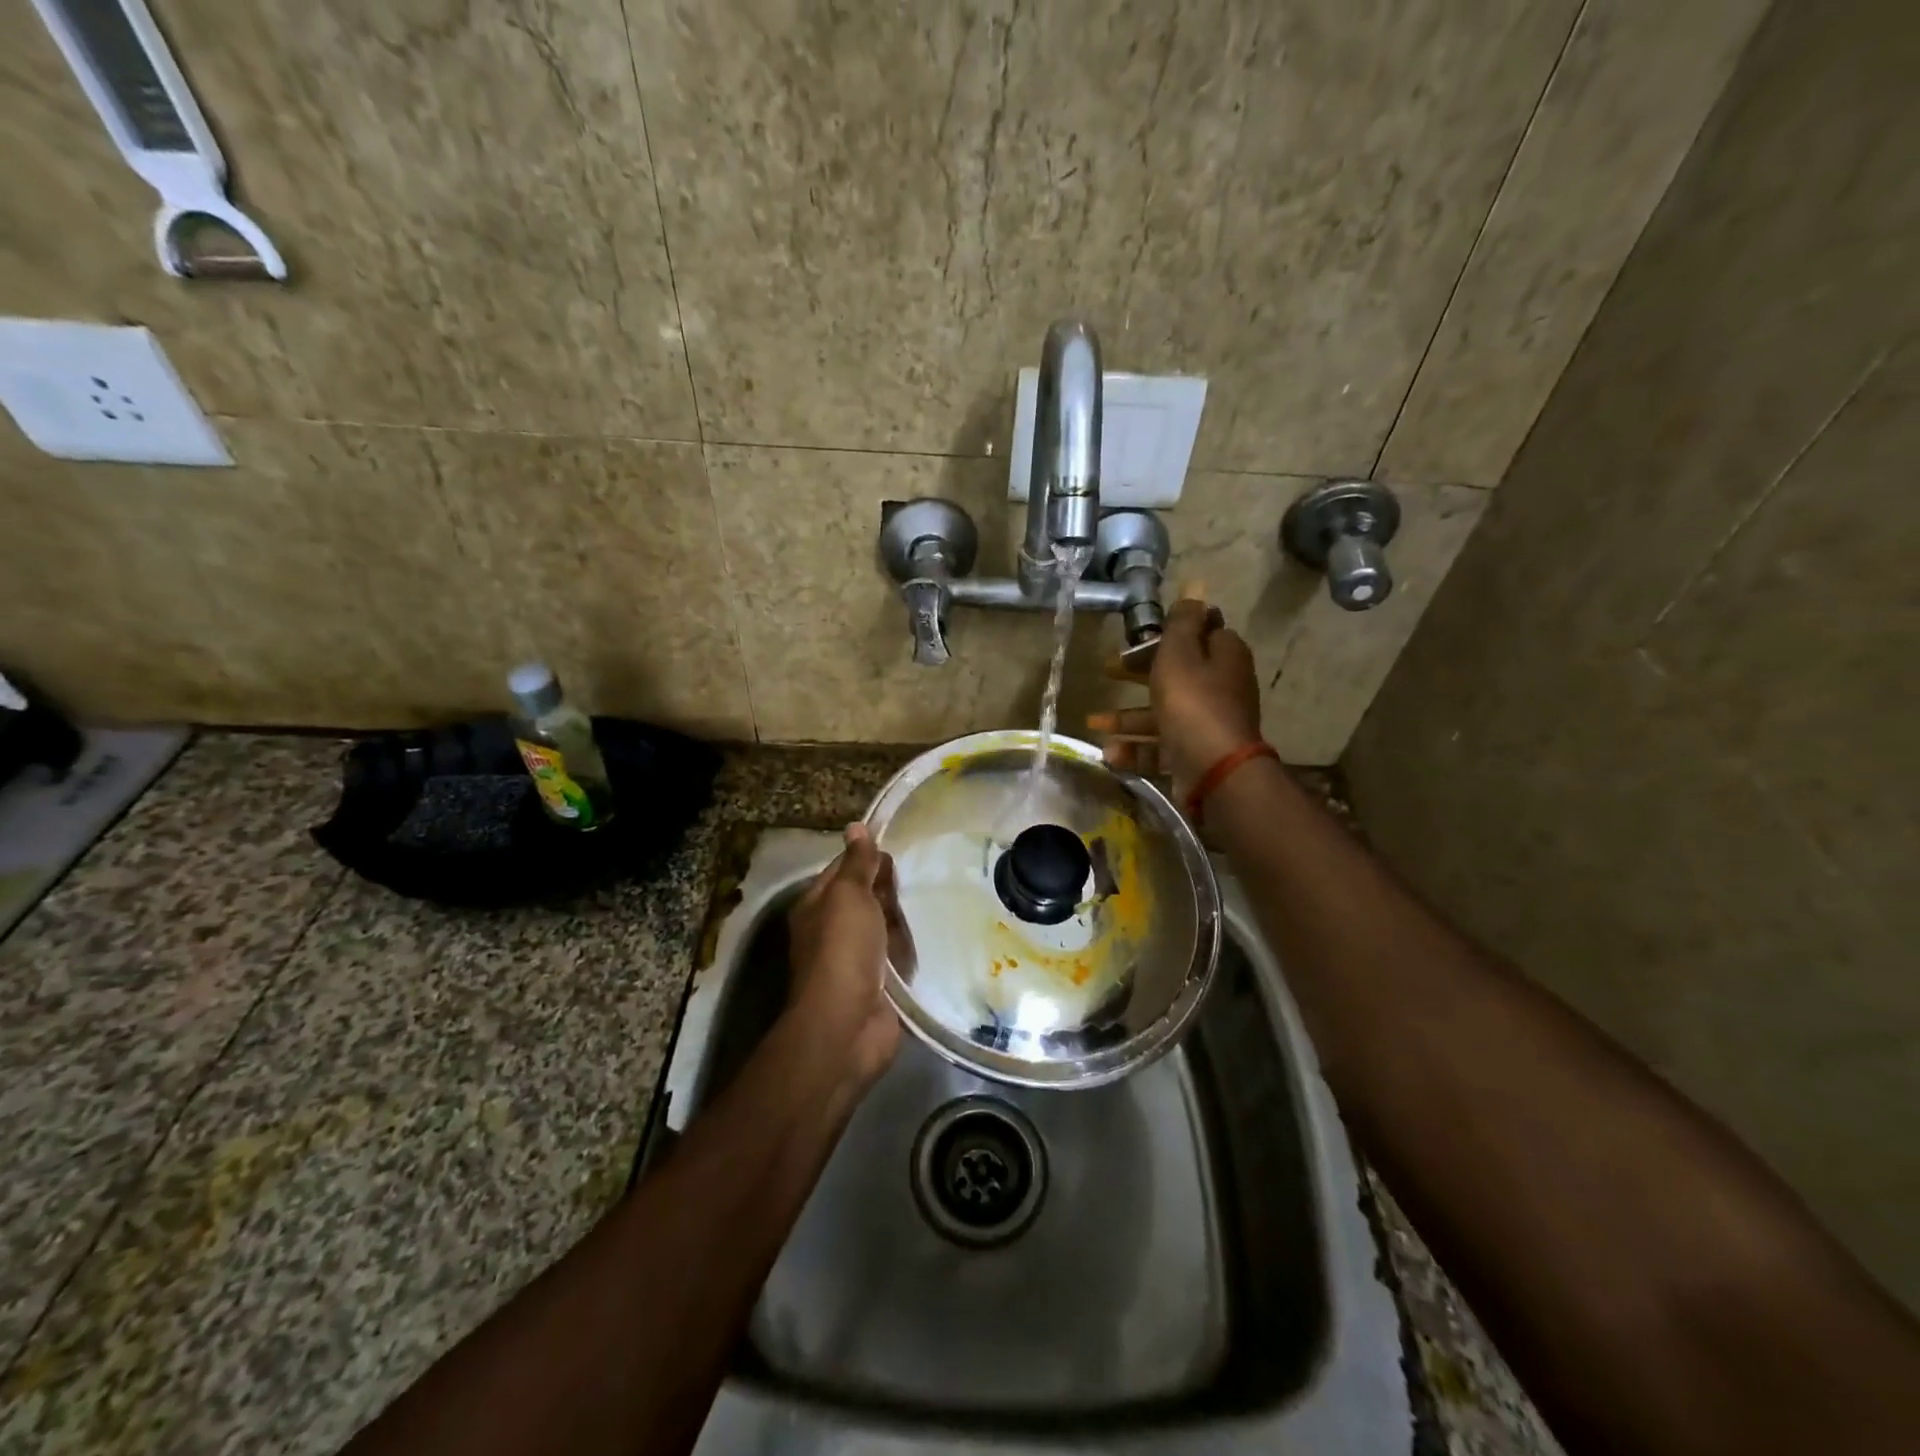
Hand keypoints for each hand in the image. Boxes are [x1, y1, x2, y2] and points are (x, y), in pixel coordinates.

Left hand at [786, 823, 906, 1093]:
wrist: (848, 1023)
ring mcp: (856, 959)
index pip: (843, 870)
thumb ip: (857, 862)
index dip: (867, 857)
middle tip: (922, 874)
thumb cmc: (843, 949)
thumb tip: (856, 826)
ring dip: (903, 919)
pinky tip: (933, 935)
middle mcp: (833, 930)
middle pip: (866, 899)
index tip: (898, 846)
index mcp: (817, 905)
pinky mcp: (879, 984)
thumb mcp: (849, 895)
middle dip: (889, 889)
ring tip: (933, 900)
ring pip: (885, 927)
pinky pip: (898, 957)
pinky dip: (911, 949)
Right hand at [1089, 590, 1261, 801]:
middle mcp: (1219, 687)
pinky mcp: (1194, 754)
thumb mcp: (1181, 654)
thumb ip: (1182, 622)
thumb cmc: (1193, 703)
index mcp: (1222, 656)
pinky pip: (1160, 747)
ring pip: (1162, 713)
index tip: (1140, 633)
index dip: (1171, 630)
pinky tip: (1110, 753)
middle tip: (1107, 669)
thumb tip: (1196, 583)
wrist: (1215, 771)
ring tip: (1094, 721)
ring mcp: (1207, 723)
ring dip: (1127, 718)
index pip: (1201, 631)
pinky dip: (1136, 750)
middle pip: (1176, 673)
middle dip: (1138, 672)